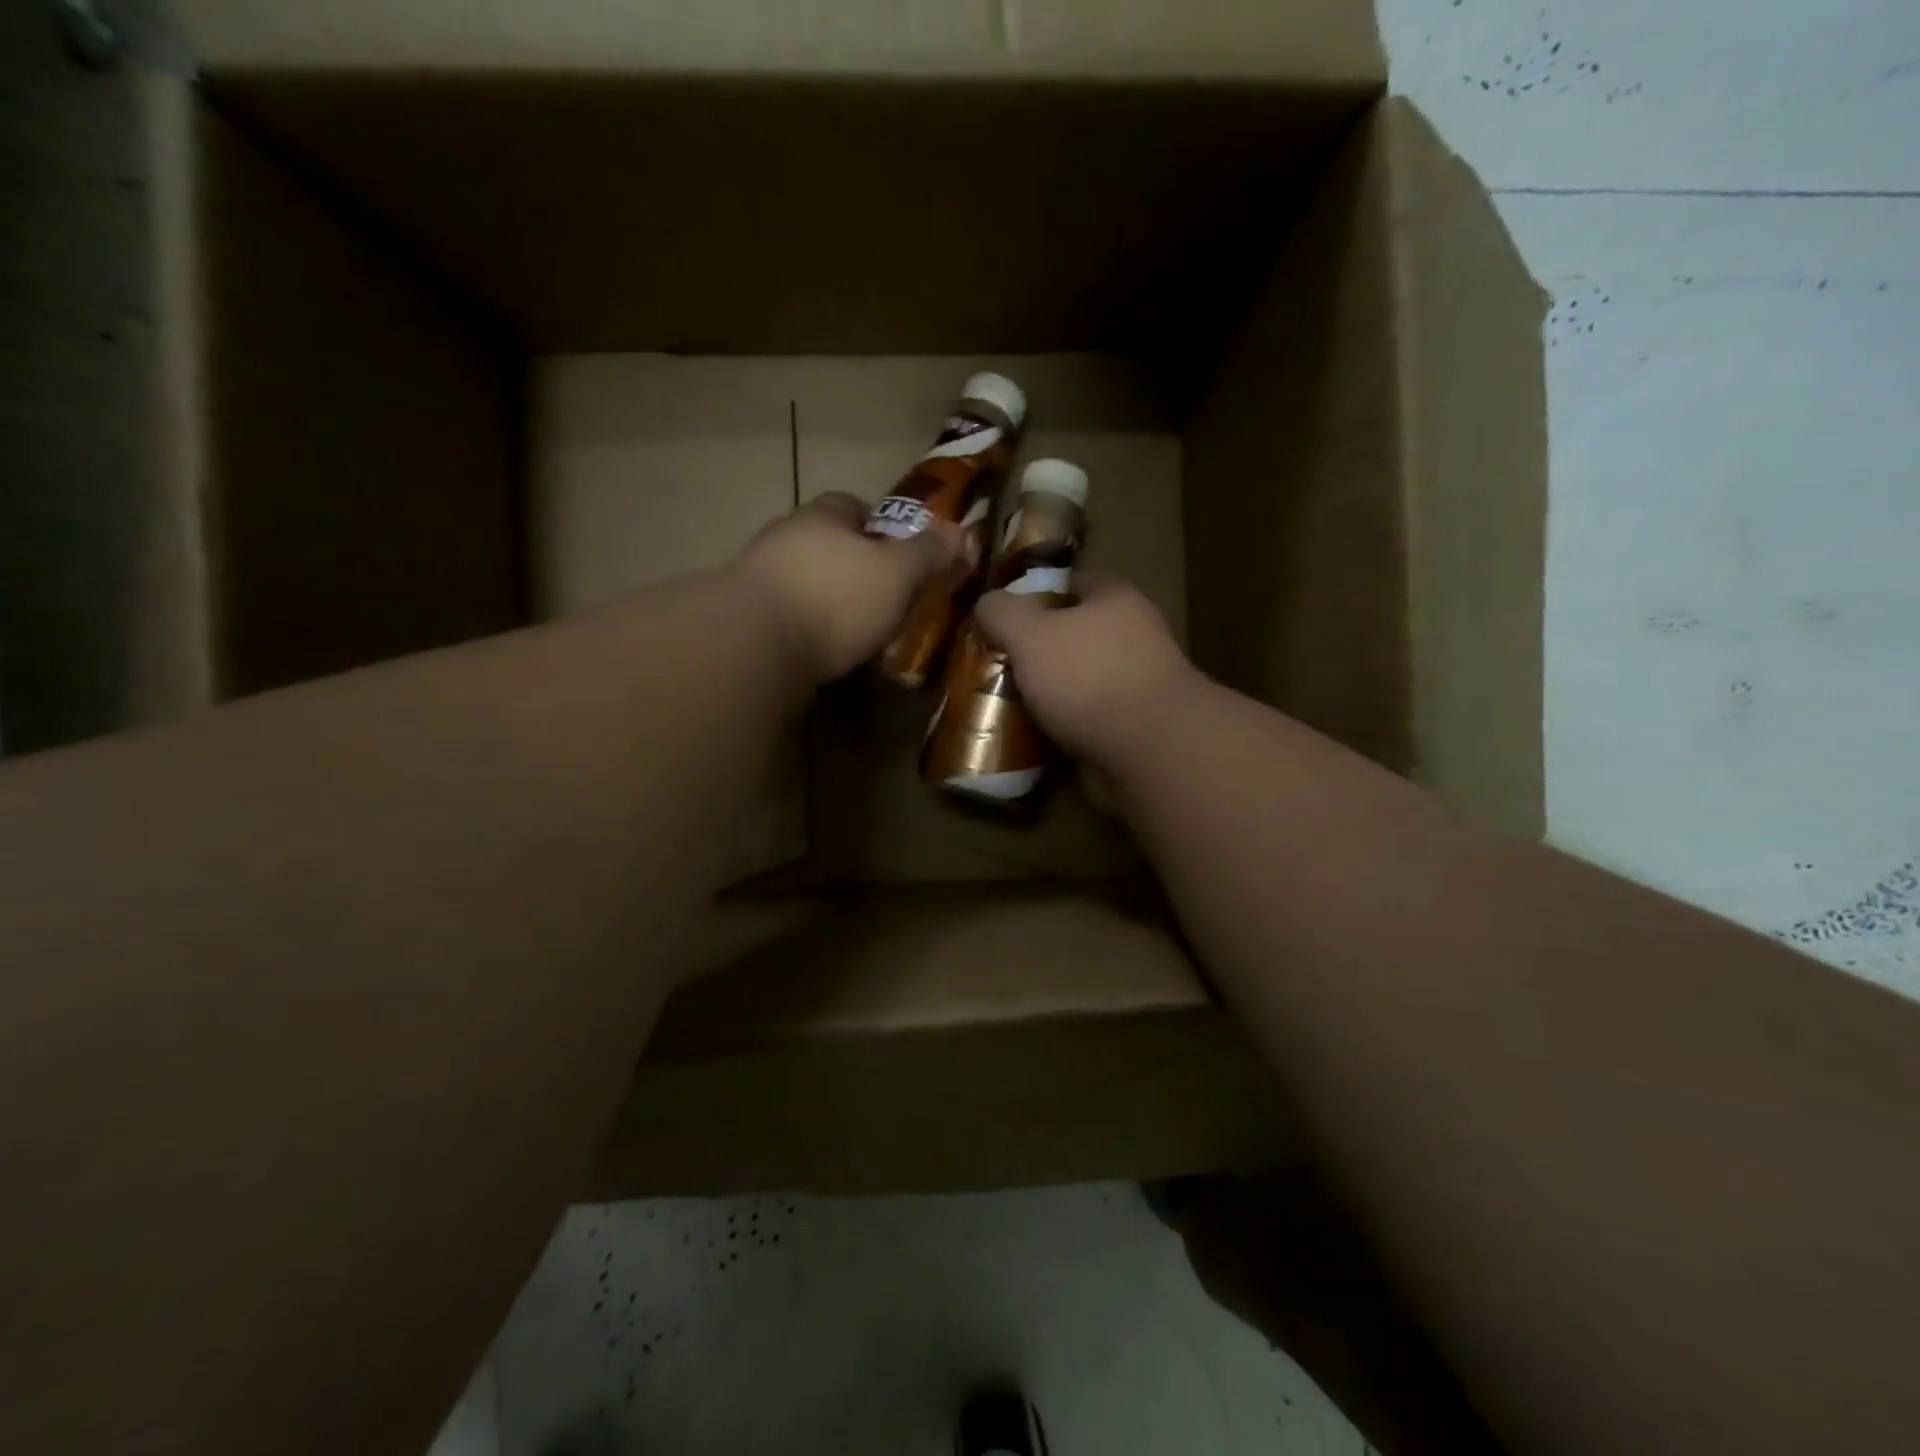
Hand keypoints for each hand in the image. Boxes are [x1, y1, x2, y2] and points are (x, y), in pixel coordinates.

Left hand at [734, 493, 962, 683]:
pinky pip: (785, 618)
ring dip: (827, 600)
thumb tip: (964, 532)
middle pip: (825, 544)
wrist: (753, 645)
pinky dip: (805, 630)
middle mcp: (784, 539)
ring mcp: (757, 580)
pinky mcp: (743, 621)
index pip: (851, 505)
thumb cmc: (835, 597)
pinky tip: (822, 653)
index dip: (879, 525)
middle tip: (884, 596)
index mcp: (820, 517)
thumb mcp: (897, 574)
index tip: (900, 552)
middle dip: (853, 565)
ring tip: (856, 631)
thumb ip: (929, 553)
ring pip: (803, 582)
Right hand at [972, 575, 1199, 770]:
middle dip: (1036, 650)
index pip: (1068, 583)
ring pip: (1079, 678)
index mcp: (1114, 598)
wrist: (1148, 749)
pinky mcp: (1135, 724)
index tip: (999, 619)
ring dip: (1048, 691)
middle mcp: (1133, 634)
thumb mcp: (1029, 633)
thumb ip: (1002, 612)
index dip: (1031, 597)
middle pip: (1073, 634)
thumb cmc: (1087, 676)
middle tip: (996, 664)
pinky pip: (1087, 717)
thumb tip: (986, 604)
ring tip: (1007, 703)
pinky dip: (1063, 724)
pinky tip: (1034, 734)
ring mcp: (1137, 681)